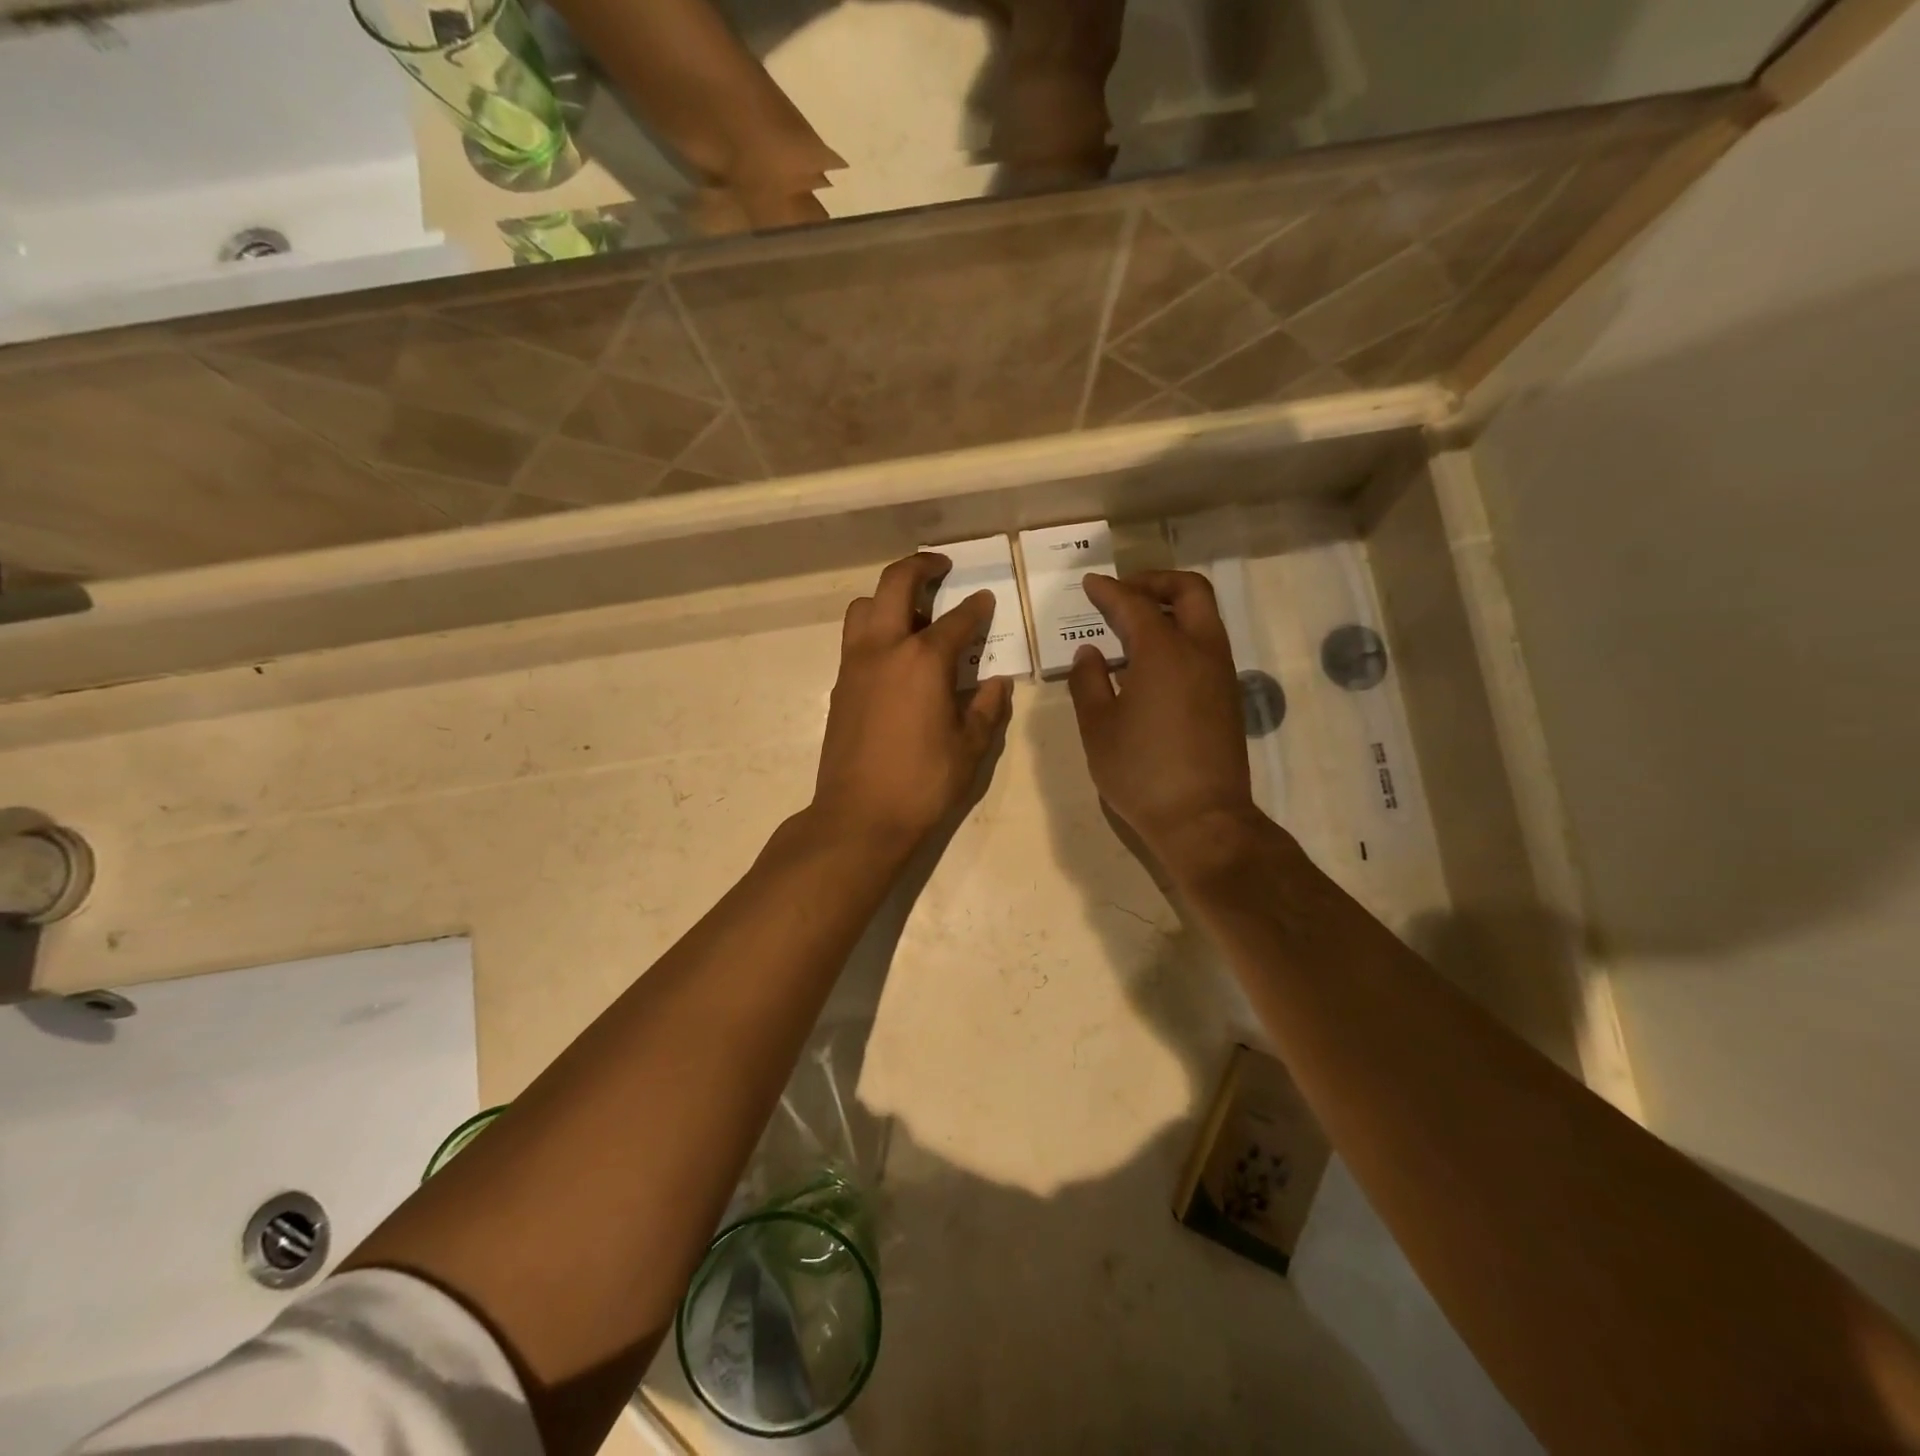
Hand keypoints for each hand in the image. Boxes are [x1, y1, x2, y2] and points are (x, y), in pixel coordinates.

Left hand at [812, 554, 1013, 856]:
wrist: (859, 816)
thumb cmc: (922, 783)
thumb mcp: (969, 748)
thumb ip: (986, 707)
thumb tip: (997, 682)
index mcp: (923, 661)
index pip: (956, 619)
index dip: (976, 607)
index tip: (986, 599)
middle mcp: (884, 649)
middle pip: (895, 584)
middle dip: (920, 567)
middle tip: (941, 568)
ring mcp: (855, 665)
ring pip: (864, 606)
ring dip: (888, 597)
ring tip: (914, 614)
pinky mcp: (840, 685)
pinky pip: (855, 638)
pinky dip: (875, 629)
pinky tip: (896, 655)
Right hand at [1067, 571, 1263, 880]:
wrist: (1202, 819)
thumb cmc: (1140, 772)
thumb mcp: (1098, 727)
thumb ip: (1088, 682)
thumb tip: (1090, 653)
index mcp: (1164, 651)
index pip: (1133, 604)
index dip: (1108, 591)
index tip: (1089, 584)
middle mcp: (1200, 651)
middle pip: (1189, 590)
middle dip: (1155, 582)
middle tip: (1124, 593)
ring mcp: (1220, 673)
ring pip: (1204, 616)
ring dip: (1171, 608)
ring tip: (1134, 626)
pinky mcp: (1228, 695)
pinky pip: (1206, 644)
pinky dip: (1181, 634)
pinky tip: (1152, 662)